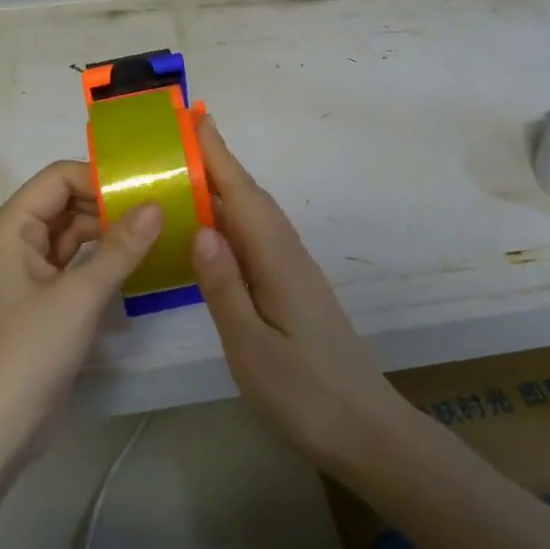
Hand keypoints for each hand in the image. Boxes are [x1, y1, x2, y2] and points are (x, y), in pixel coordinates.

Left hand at [0, 161, 161, 460]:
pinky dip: (103, 260)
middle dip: (110, 204)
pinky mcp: (44, 300)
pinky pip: (76, 264)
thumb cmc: (28, 351)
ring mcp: (30, 272)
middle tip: (162, 208)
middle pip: (67, 202)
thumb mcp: (79, 296)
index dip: (100, 178)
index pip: (59, 178)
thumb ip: (120, 248)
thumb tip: (156, 205)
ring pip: (74, 234)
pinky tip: (138, 263)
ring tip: (159, 231)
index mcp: (12, 226)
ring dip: (110, 233)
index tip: (146, 188)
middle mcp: (17, 240)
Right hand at [189, 118, 414, 473]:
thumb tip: (200, 228)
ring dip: (227, 188)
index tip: (196, 118)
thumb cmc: (304, 394)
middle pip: (251, 198)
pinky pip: (258, 239)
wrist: (366, 431)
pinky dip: (234, 220)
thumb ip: (223, 287)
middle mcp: (289, 256)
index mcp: (277, 262)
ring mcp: (295, 273)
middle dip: (219, 162)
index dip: (218, 156)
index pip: (242, 196)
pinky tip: (216, 231)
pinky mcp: (296, 290)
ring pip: (256, 217)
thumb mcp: (251, 346)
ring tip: (190, 172)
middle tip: (183, 135)